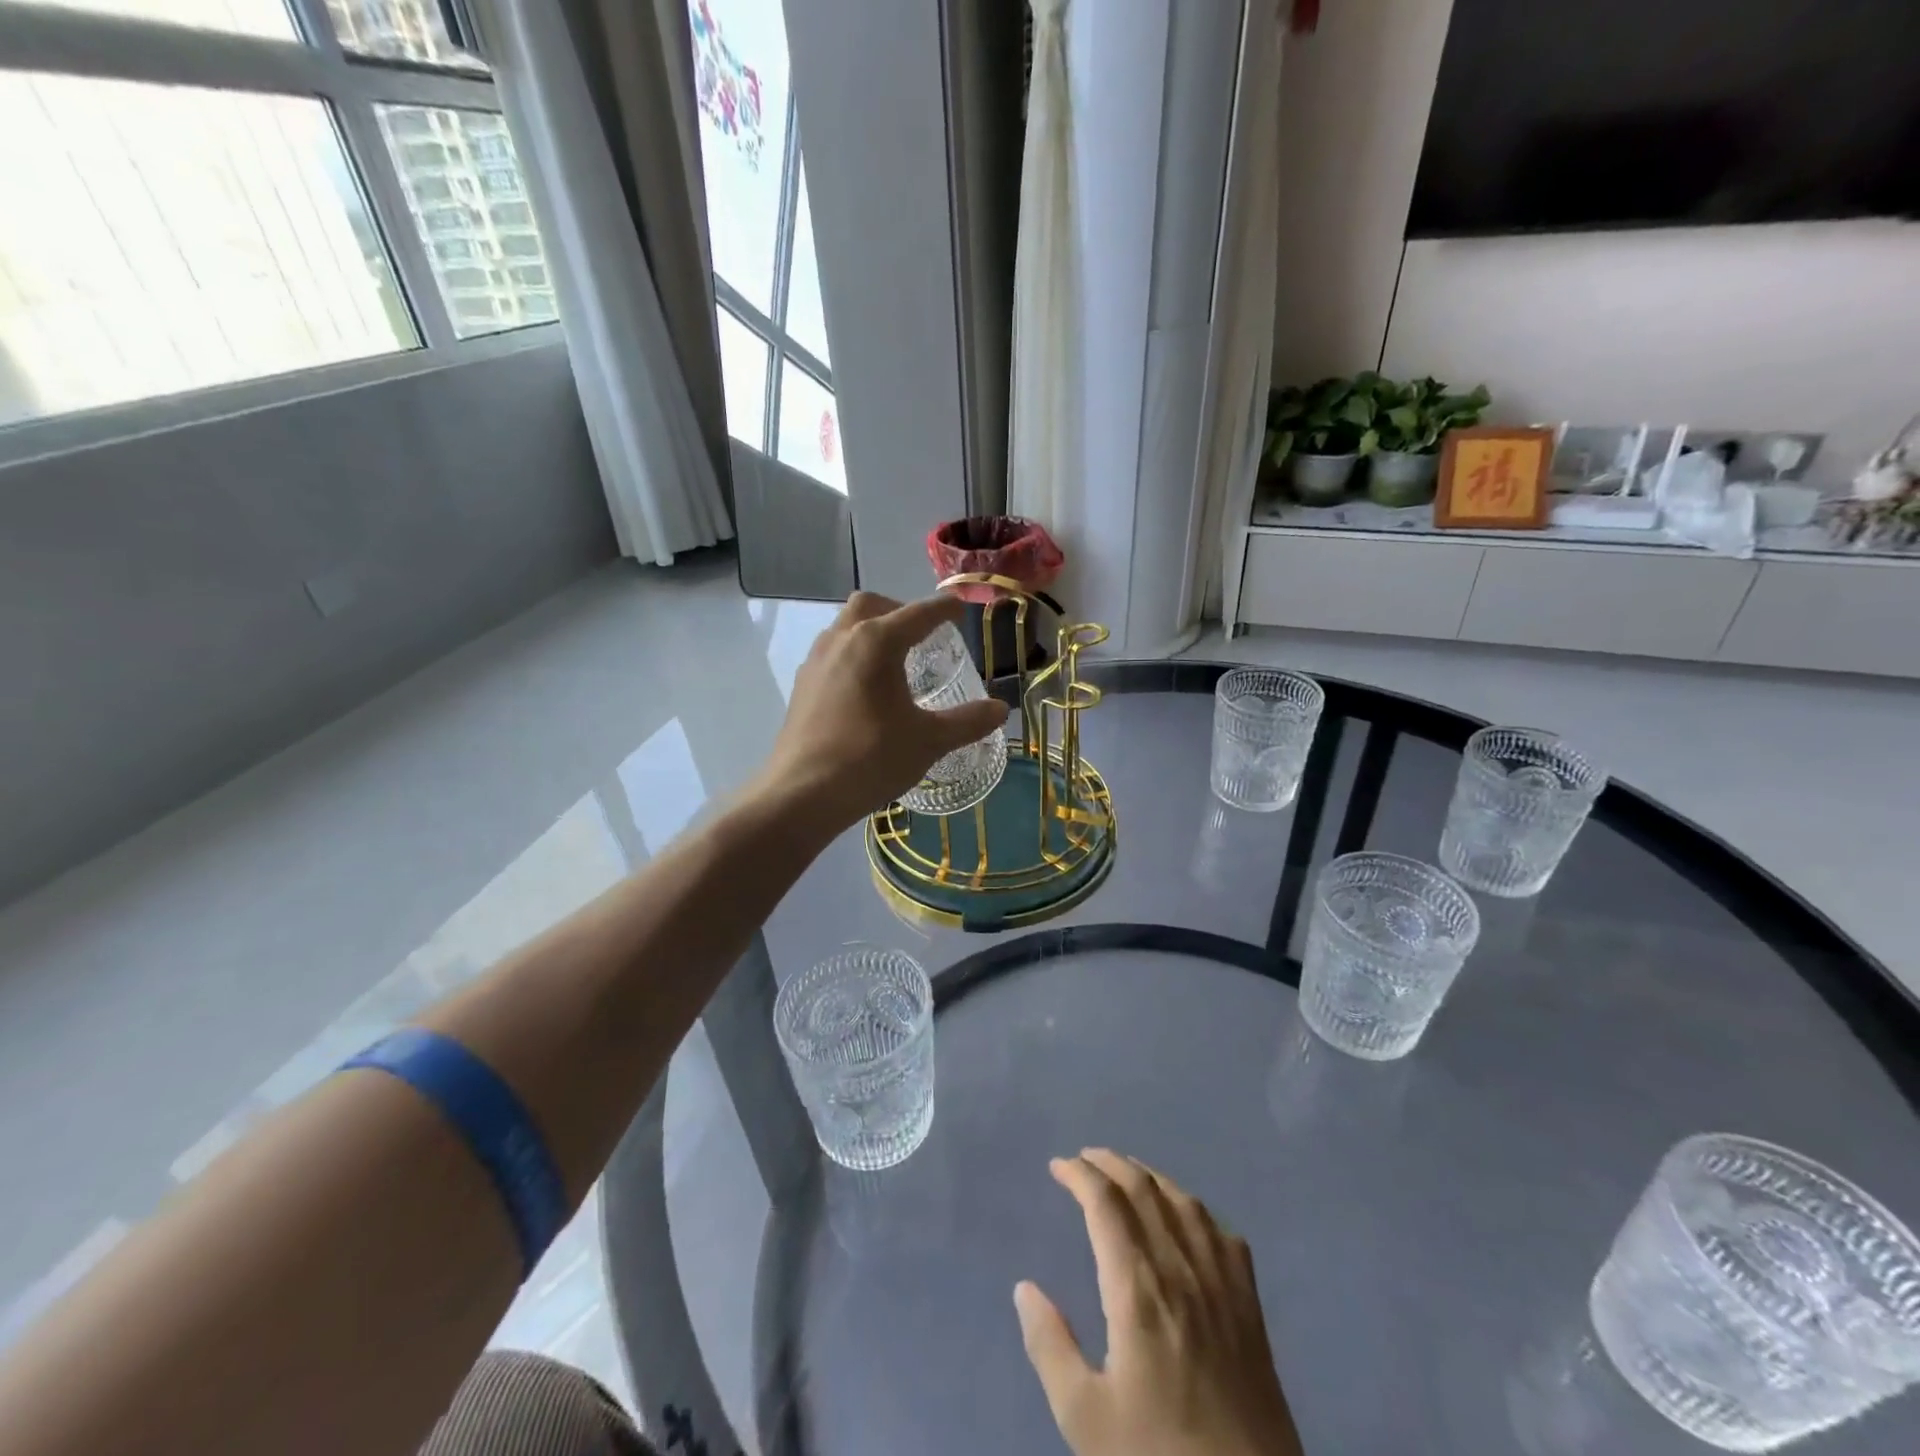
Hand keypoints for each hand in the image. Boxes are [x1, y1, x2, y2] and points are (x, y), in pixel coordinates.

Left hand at [758, 591, 1008, 832]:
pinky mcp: (802, 684)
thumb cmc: (871, 758)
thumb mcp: (929, 740)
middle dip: (900, 610)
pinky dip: (852, 654)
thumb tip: (1001, 709)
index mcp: (876, 642)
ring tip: (894, 660)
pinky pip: (831, 652)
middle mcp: (842, 639)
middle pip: (872, 605)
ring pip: (846, 626)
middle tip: (922, 635)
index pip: (919, 613)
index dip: (944, 609)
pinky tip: (865, 689)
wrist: (803, 793)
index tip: (960, 609)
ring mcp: (816, 660)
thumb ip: (968, 721)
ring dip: (871, 630)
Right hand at [1016, 1149, 1302, 1455]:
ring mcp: (1221, 1284)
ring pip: (1183, 1202)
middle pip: (1144, 1189)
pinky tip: (1187, 1217)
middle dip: (1110, 1163)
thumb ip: (1050, 1346)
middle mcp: (1180, 1269)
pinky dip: (1195, 1208)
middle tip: (1084, 1159)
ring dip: (1150, 1176)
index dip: (1080, 1175)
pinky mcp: (1250, 1306)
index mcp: (1137, 1289)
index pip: (1105, 1204)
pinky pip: (1222, 1233)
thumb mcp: (1084, 1418)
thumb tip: (1025, 1288)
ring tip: (1127, 1174)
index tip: (1058, 1167)